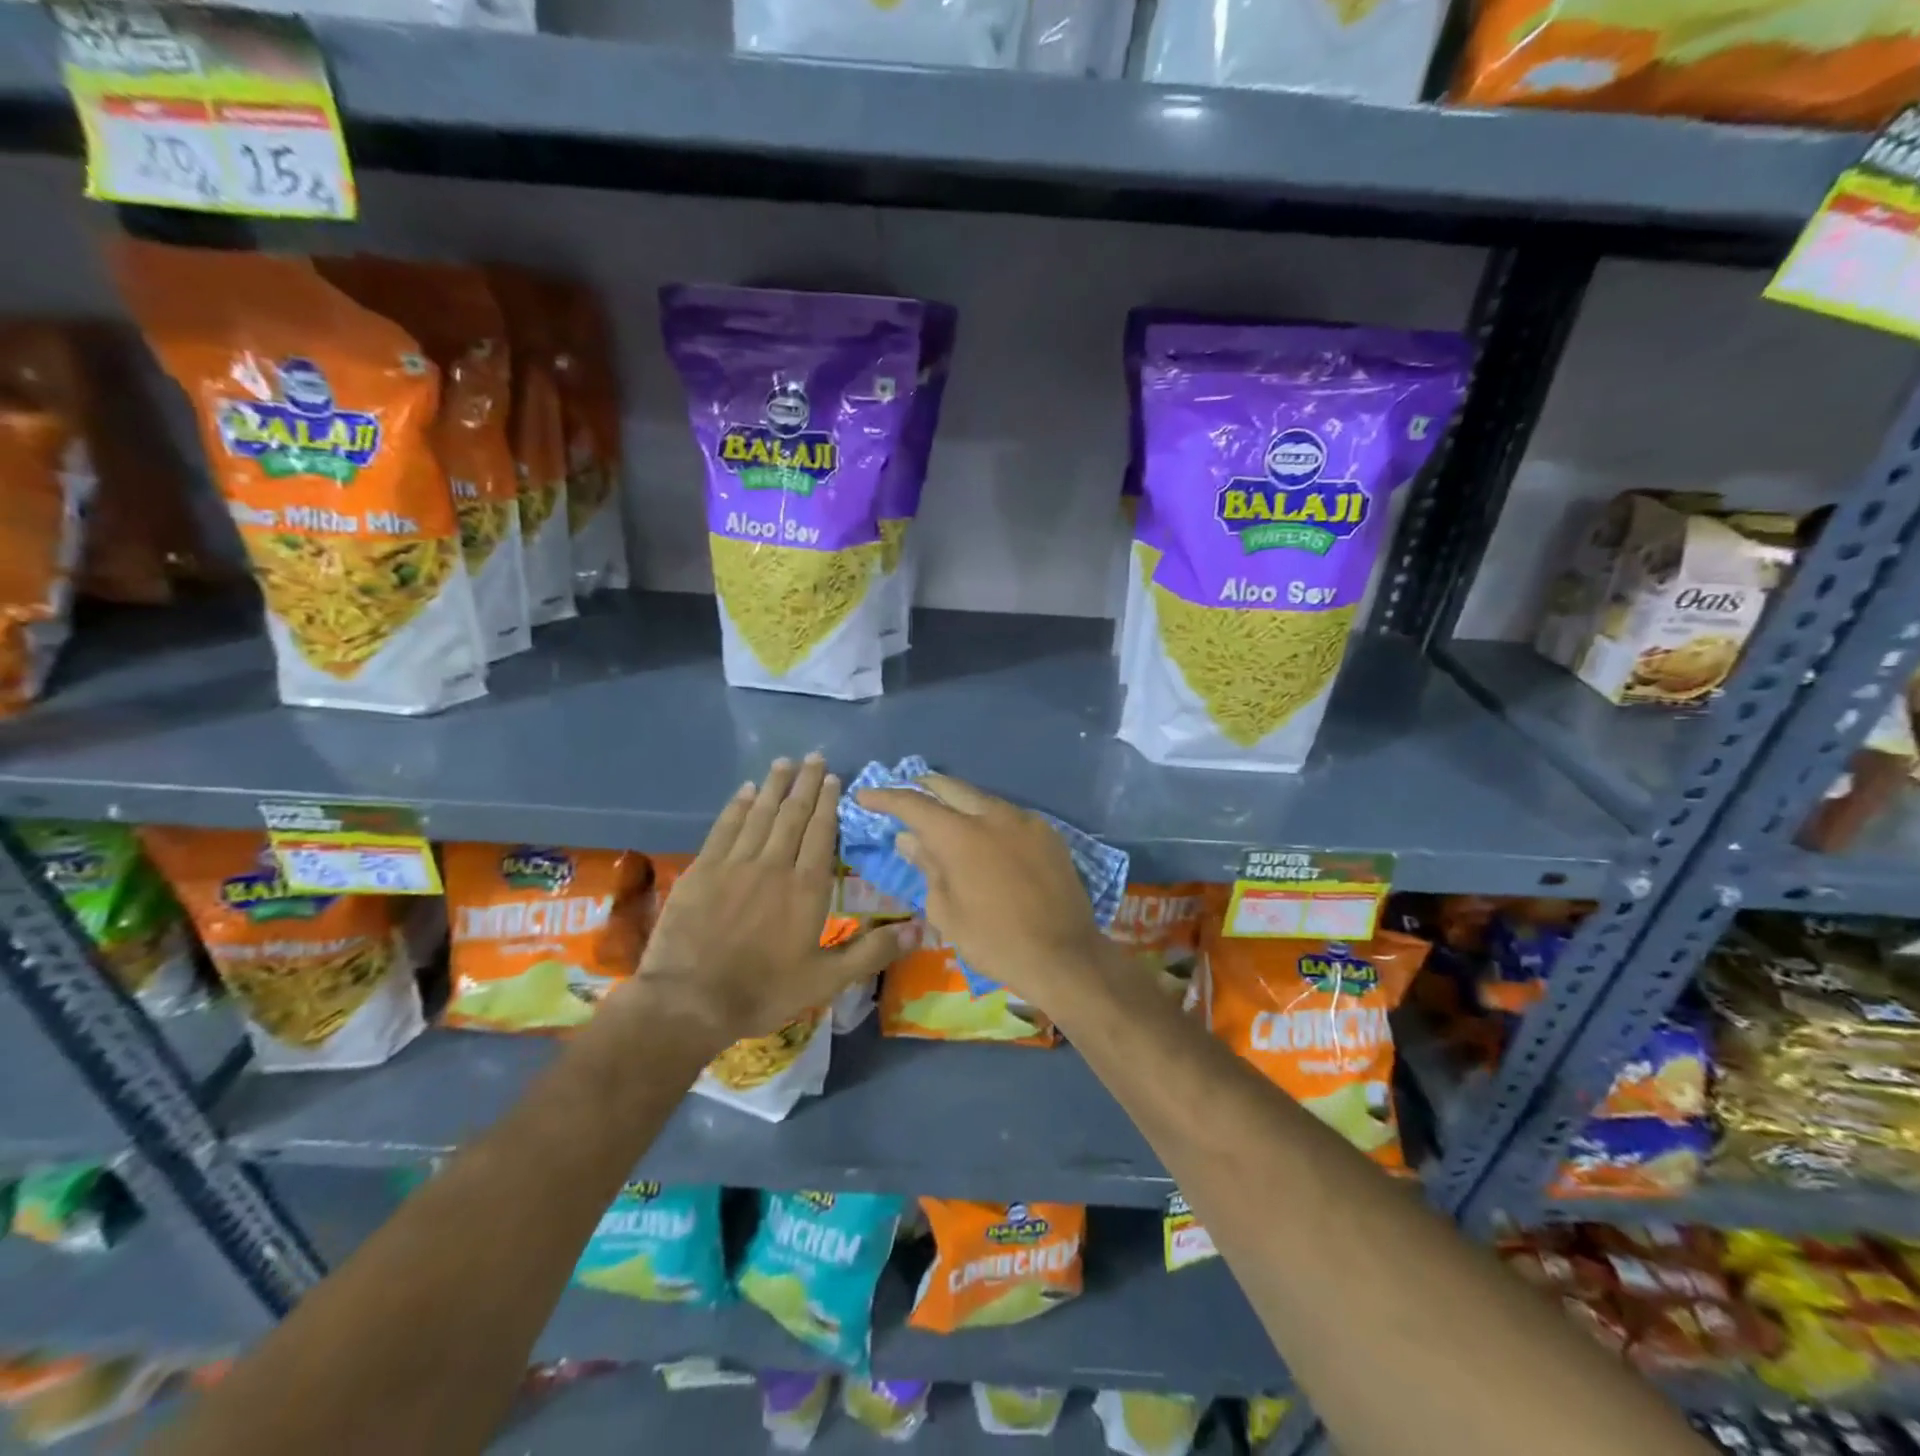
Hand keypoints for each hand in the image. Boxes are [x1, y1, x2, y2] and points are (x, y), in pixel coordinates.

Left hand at [629, 755, 904, 1049]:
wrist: (690, 1001)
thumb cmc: (764, 991)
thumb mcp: (827, 980)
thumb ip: (872, 952)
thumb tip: (919, 930)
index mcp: (806, 887)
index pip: (821, 833)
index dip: (828, 804)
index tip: (833, 778)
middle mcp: (774, 865)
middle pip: (793, 815)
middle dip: (805, 784)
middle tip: (813, 757)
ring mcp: (735, 864)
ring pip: (760, 814)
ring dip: (774, 786)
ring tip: (784, 762)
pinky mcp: (703, 870)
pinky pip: (725, 828)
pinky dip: (737, 806)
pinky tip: (745, 791)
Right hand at [855, 774, 1108, 1013]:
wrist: (1064, 956)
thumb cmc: (995, 941)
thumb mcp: (947, 911)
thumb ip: (927, 867)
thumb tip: (910, 839)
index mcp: (960, 835)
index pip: (914, 804)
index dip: (885, 797)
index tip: (865, 795)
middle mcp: (993, 815)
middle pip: (950, 788)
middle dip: (923, 787)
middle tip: (905, 795)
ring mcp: (1025, 820)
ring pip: (982, 799)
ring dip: (958, 803)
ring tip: (944, 816)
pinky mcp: (1048, 833)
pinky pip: (1009, 815)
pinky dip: (988, 819)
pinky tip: (985, 838)